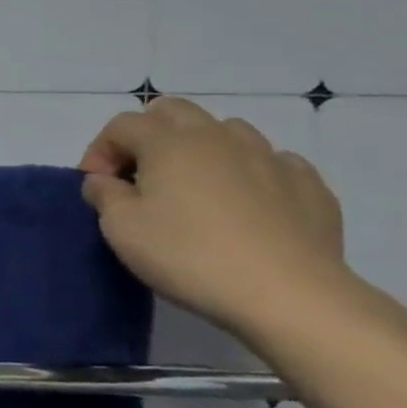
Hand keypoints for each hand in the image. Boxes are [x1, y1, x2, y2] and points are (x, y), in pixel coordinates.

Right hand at [78, 97, 352, 343]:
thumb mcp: (120, 229)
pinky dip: (248, 173)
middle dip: (147, 135)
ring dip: (200, 149)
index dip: (100, 151)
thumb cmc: (189, 255)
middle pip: (173, 112)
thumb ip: (104, 194)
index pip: (121, 125)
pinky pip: (271, 162)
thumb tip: (104, 181)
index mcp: (169, 143)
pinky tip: (245, 204)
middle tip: (139, 175)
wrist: (289, 296)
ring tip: (194, 188)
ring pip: (226, 131)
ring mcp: (270, 158)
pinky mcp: (308, 186)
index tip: (98, 187)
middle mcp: (219, 137)